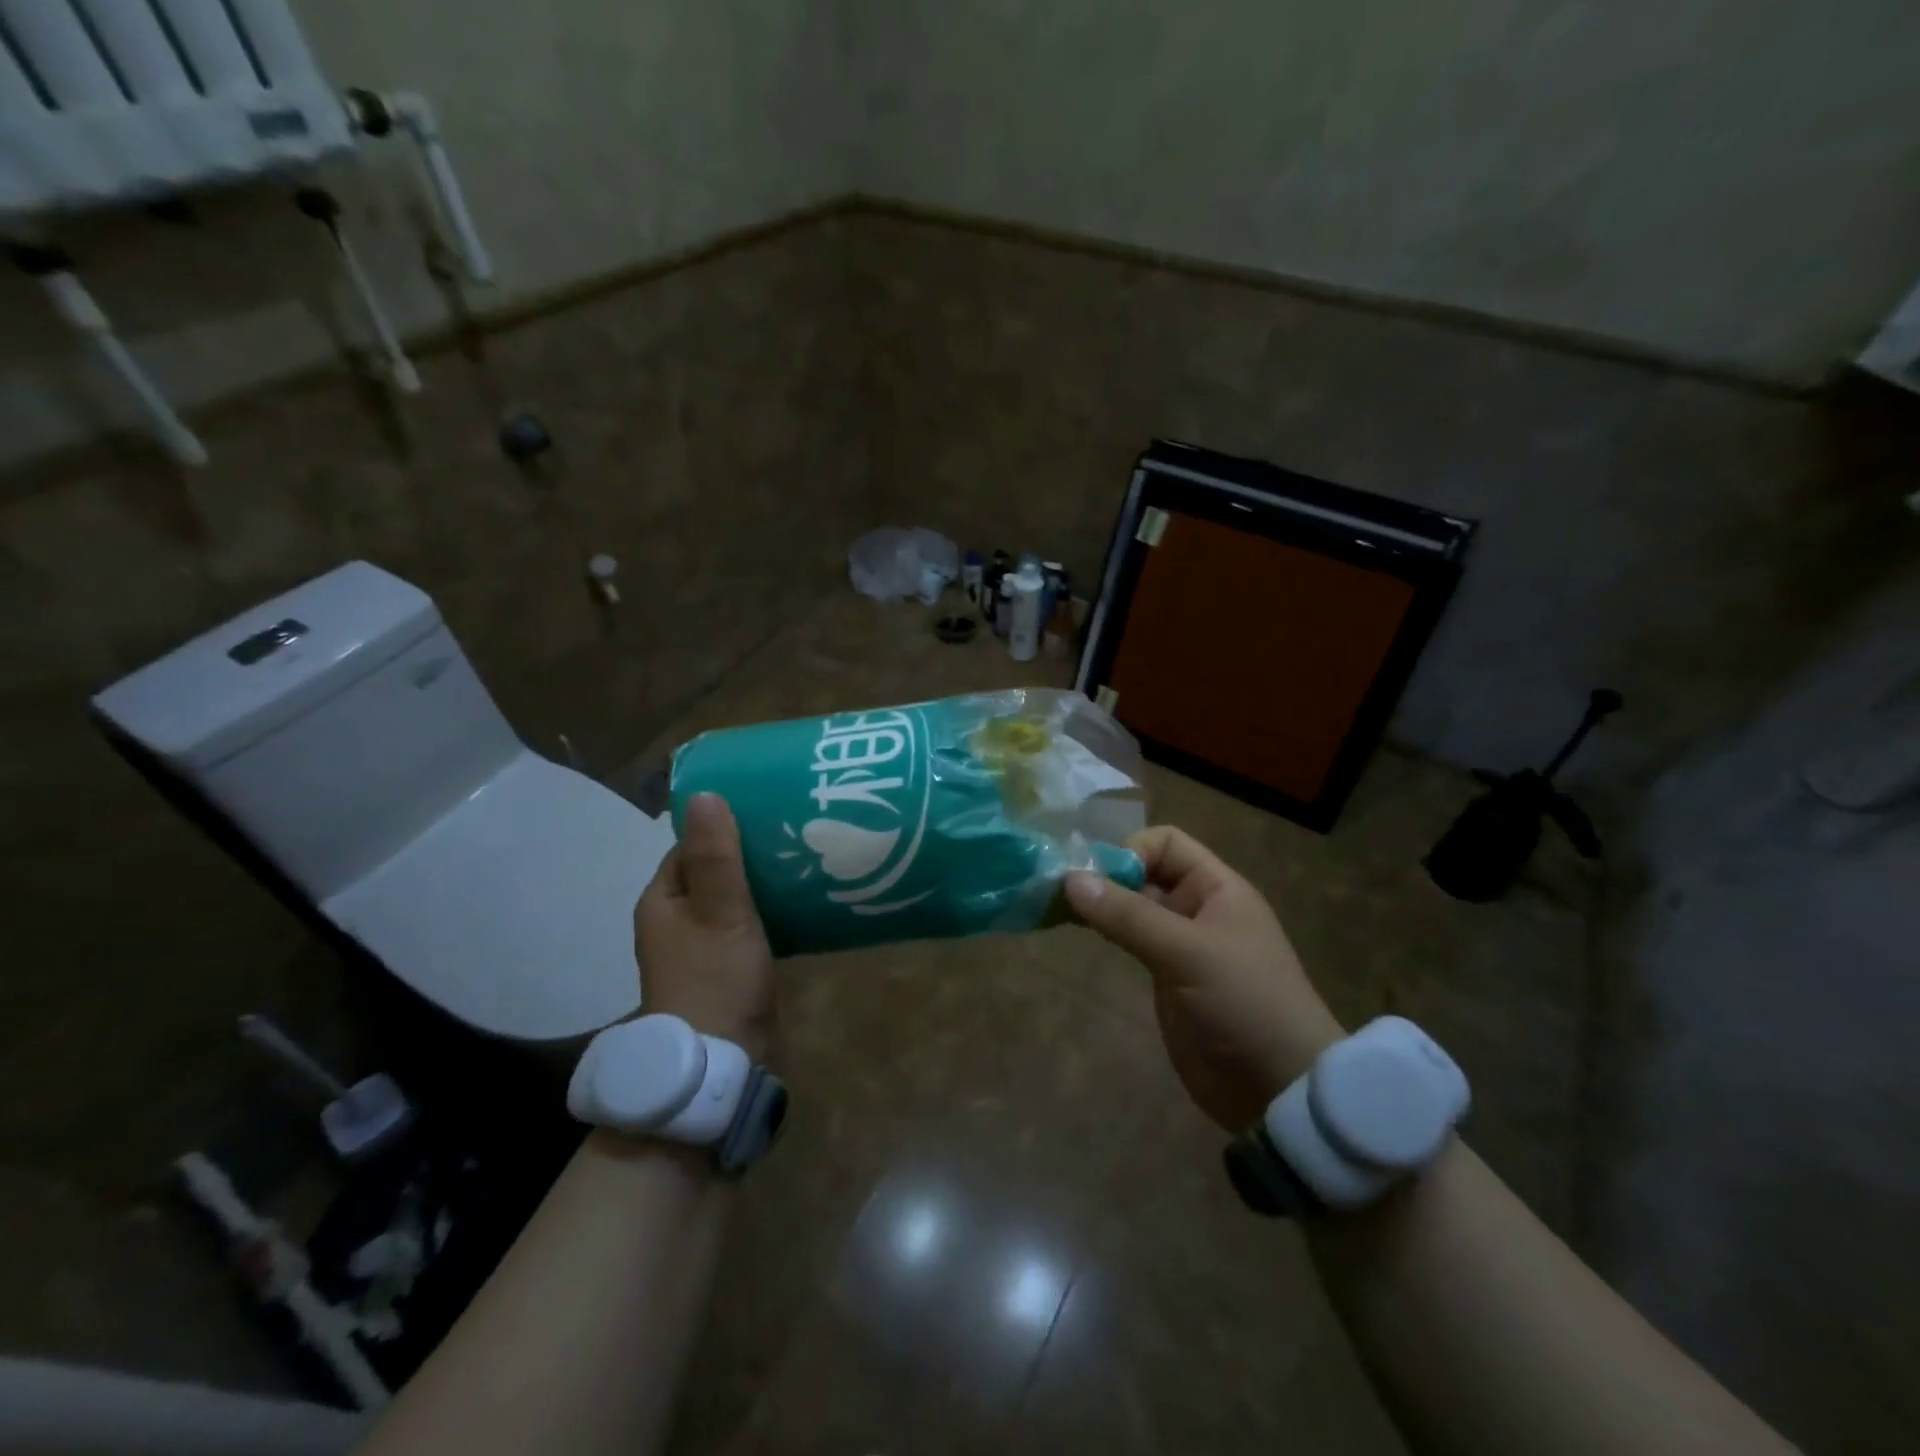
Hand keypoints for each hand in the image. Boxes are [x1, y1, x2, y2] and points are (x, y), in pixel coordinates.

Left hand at [635, 793, 775, 1061]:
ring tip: (805, 858)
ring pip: (732, 900)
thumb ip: (716, 855)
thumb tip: (705, 793)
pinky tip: (801, 902)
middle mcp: (676, 921)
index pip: (690, 847)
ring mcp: (700, 948)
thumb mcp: (720, 911)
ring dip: (761, 882)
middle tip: (795, 831)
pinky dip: (768, 911)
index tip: (765, 810)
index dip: (723, 826)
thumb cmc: (715, 978)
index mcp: (663, 901)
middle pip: (713, 872)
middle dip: (748, 853)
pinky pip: (747, 926)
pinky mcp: (727, 969)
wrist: (721, 1062)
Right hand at [1066, 827, 1342, 1129]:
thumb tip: (1070, 879)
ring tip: (1054, 908)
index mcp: (1216, 888)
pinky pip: (1130, 941)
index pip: (1165, 843)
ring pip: (1132, 908)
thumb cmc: (1243, 1003)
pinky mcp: (1167, 978)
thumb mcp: (1186, 953)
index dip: (1129, 851)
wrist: (1279, 1091)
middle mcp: (1198, 907)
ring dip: (1099, 904)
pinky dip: (1104, 931)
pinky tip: (1076, 932)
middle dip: (1104, 876)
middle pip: (1144, 872)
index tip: (1097, 880)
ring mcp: (1181, 944)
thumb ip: (1128, 915)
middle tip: (1057, 890)